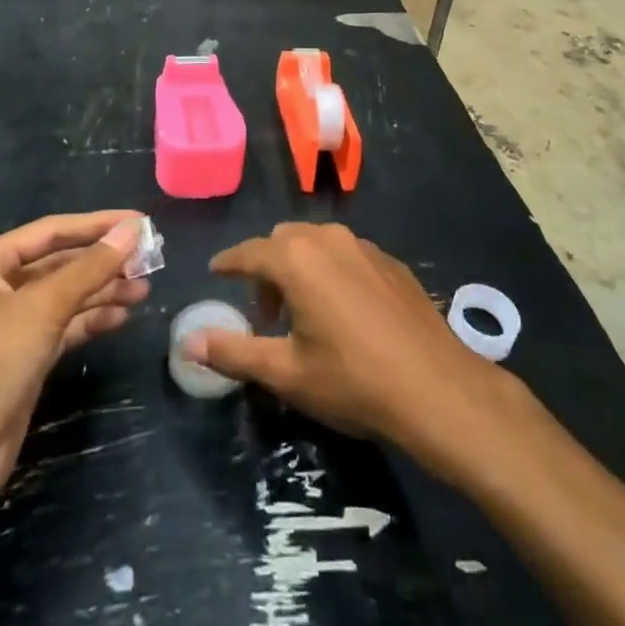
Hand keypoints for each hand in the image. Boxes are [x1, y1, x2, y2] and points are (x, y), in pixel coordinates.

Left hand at [0, 211, 150, 516]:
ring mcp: (8, 327)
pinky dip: (90, 320)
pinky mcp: (20, 362)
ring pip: (64, 297)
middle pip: (59, 263)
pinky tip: (121, 317)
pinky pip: (62, 328)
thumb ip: (90, 268)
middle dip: (103, 261)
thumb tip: (132, 230)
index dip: (98, 224)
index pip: (52, 230)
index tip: (141, 222)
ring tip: (144, 290)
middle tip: (150, 261)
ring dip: (102, 291)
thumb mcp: (40, 308)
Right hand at [181, 223, 508, 471]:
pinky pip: (347, 254)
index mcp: (297, 259)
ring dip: (300, 267)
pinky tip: (344, 312)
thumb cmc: (352, 380)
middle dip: (266, 268)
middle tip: (265, 312)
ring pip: (317, 242)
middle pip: (283, 240)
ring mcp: (365, 246)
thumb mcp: (286, 372)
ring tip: (303, 313)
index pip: (249, 252)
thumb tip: (188, 341)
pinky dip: (332, 271)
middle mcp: (328, 239)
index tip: (215, 272)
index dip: (228, 263)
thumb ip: (234, 351)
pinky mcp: (391, 262)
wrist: (436, 386)